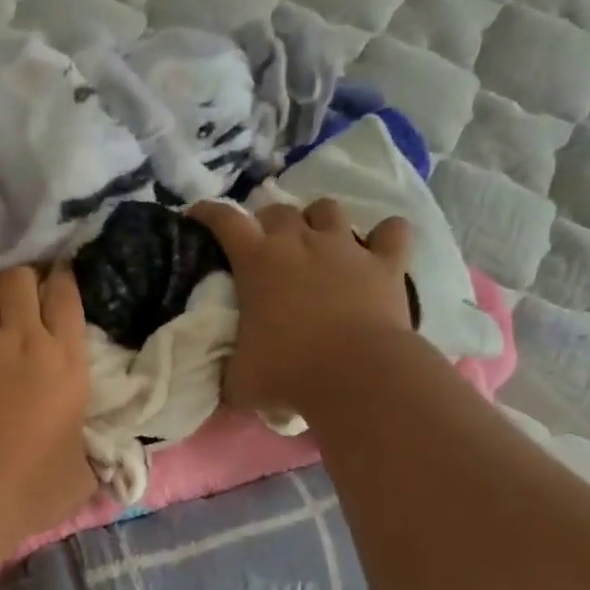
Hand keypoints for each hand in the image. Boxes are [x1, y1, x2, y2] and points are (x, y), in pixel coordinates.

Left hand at [0, 265, 95, 536]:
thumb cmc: (30, 488)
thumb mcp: (81, 477)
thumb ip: (93, 458)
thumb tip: (103, 460)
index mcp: (66, 362)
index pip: (66, 295)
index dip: (63, 279)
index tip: (60, 281)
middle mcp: (23, 339)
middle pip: (21, 277)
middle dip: (25, 277)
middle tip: (24, 295)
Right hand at [188, 198, 414, 413]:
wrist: (356, 376)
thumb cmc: (288, 372)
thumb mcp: (238, 379)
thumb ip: (227, 370)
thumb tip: (224, 380)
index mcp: (257, 262)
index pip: (225, 221)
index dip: (208, 213)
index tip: (197, 216)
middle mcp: (299, 242)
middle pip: (278, 211)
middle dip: (268, 223)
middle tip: (266, 248)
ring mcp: (346, 248)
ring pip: (328, 209)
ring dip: (318, 221)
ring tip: (317, 243)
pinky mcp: (386, 263)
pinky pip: (392, 231)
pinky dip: (385, 236)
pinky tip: (379, 248)